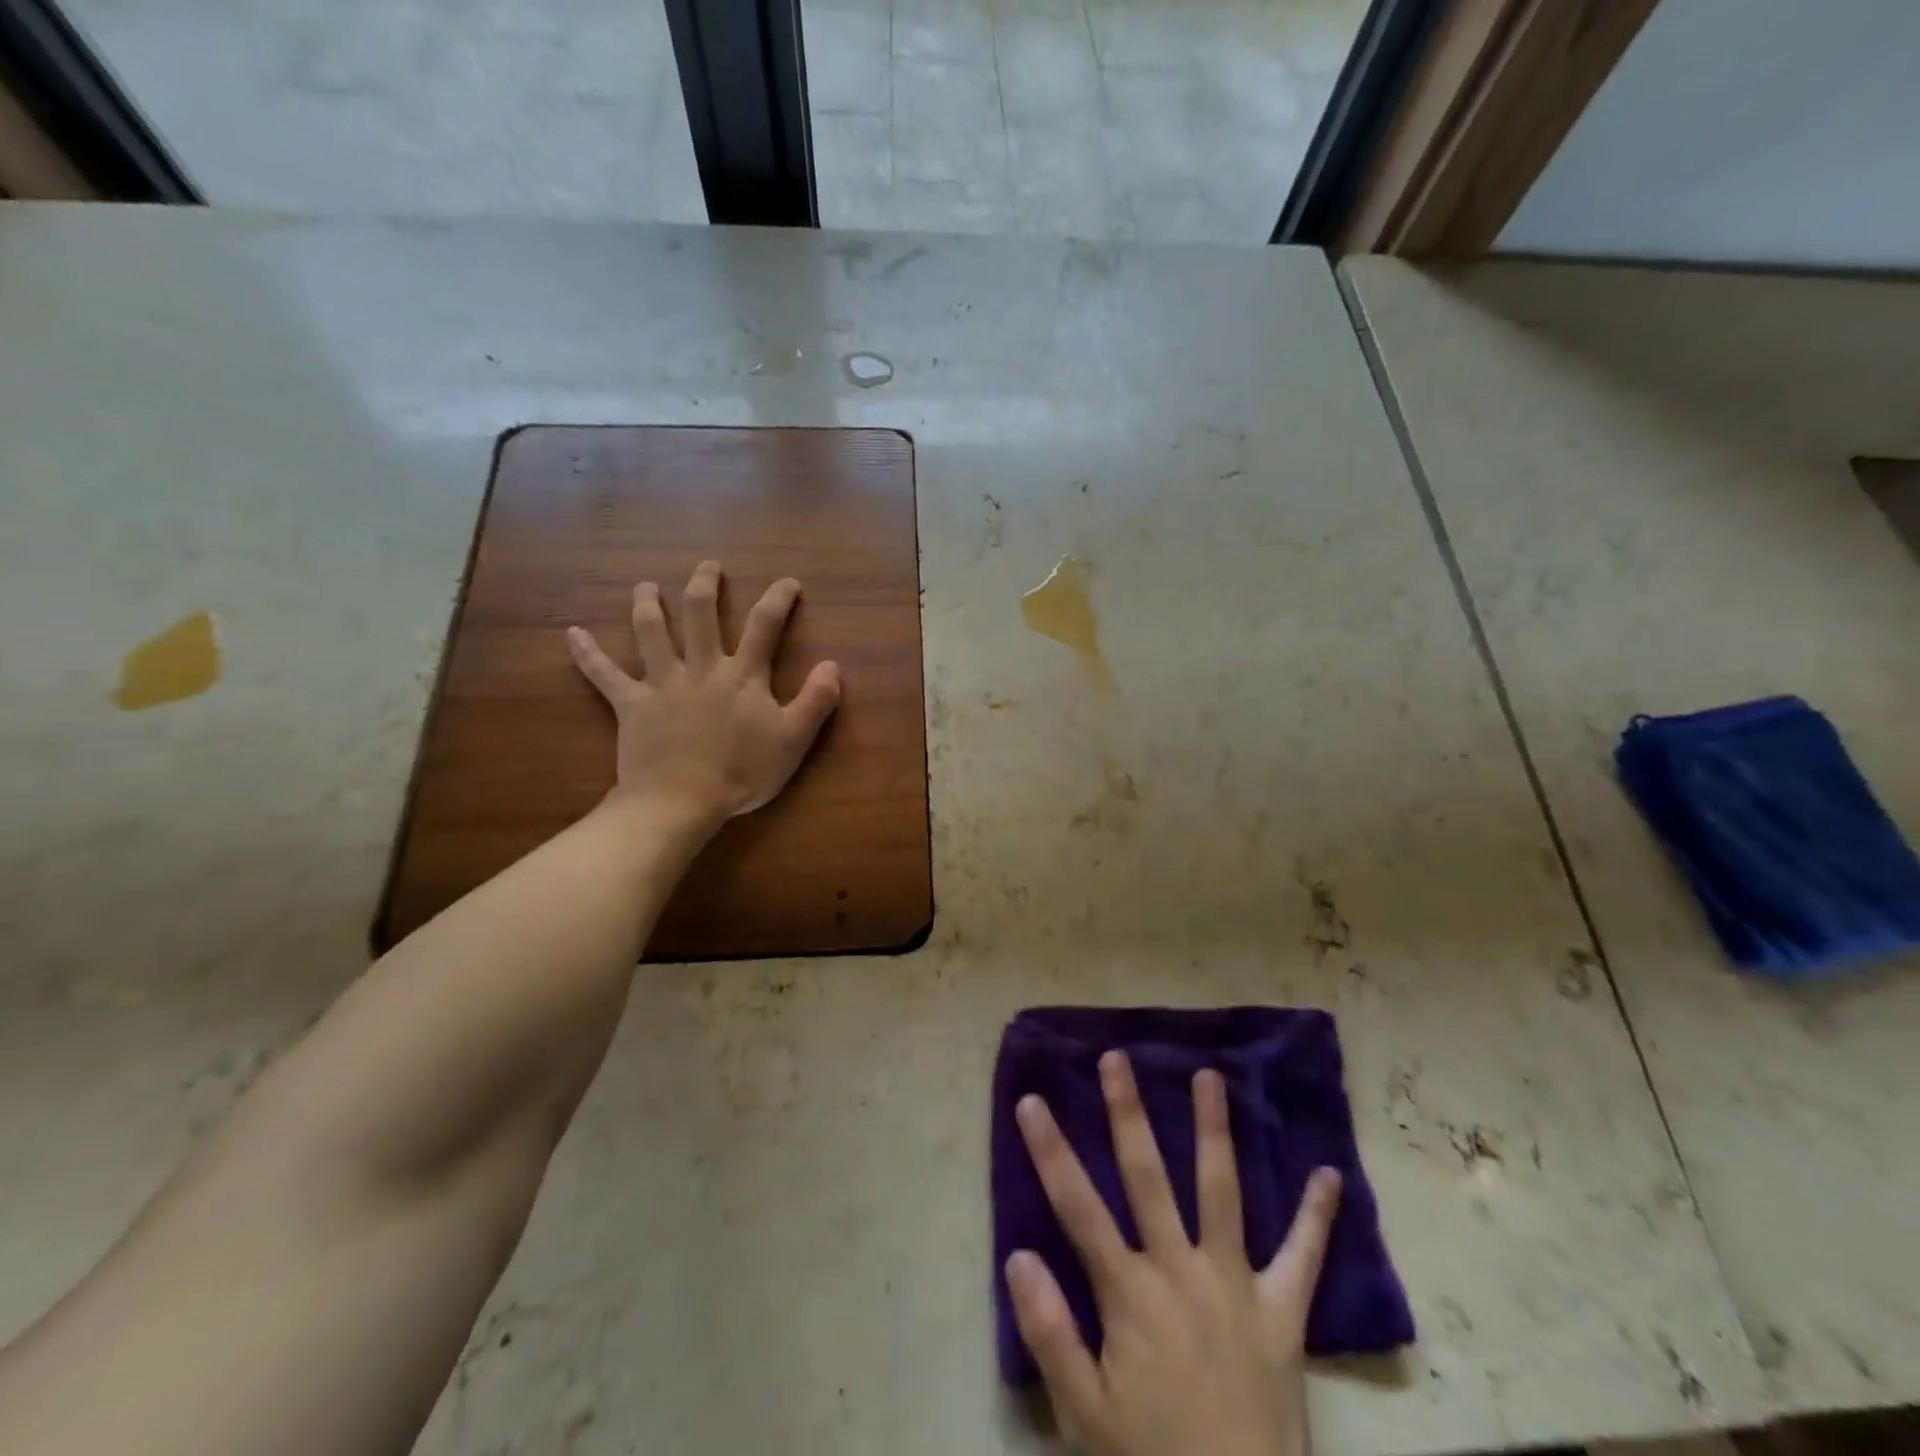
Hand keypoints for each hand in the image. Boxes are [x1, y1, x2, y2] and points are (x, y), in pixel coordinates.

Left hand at [566, 561, 841, 824]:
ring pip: (651, 632)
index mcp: (742, 675)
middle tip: (708, 566)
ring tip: (646, 586)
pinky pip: (604, 675)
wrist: (681, 801)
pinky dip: (587, 654)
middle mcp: (700, 668)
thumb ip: (816, 701)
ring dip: (648, 604)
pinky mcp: (631, 705)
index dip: (778, 600)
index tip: (787, 582)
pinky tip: (572, 634)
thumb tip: (833, 666)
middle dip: (705, 585)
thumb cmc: (742, 773)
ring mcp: (662, 683)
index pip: (763, 626)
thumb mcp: (793, 741)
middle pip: (700, 614)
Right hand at [1007, 1052, 1341, 1455]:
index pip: (1077, 1206)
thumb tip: (1018, 1255)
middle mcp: (1180, 1271)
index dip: (1050, 1151)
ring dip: (1214, 1132)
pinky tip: (1330, 1176)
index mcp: (1130, 1293)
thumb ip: (1050, 1333)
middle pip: (1146, 1176)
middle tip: (1117, 1058)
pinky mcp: (1282, 1314)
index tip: (1031, 1101)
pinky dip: (1317, 1218)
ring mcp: (1235, 1286)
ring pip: (1220, 1192)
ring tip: (1211, 1077)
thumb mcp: (1085, 1416)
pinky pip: (1302, 1259)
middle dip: (1128, 1114)